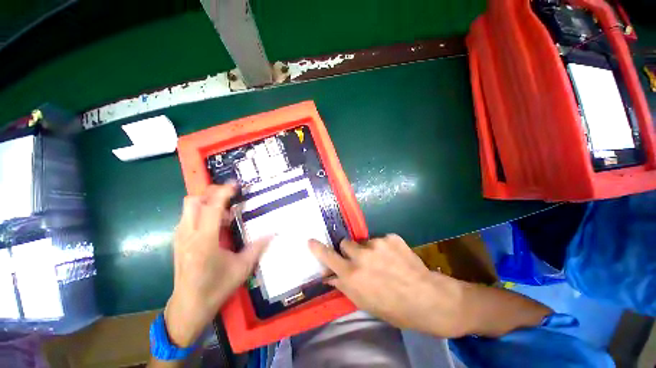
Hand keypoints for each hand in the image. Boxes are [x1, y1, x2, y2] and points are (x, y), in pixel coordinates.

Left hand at [164, 184, 267, 346]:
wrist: (189, 306)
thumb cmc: (216, 288)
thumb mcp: (242, 268)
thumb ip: (258, 246)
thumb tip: (274, 232)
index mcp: (204, 241)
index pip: (212, 208)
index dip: (224, 193)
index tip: (236, 186)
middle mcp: (188, 235)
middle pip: (193, 201)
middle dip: (211, 193)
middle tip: (229, 197)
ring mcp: (179, 238)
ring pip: (188, 208)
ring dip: (206, 203)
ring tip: (225, 215)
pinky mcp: (177, 241)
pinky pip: (187, 217)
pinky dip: (201, 213)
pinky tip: (215, 226)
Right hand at [309, 234, 471, 337]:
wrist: (427, 298)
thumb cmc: (393, 308)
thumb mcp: (365, 302)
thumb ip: (345, 286)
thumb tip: (330, 276)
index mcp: (353, 275)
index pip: (329, 258)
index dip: (318, 249)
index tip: (310, 240)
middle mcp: (361, 256)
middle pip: (345, 243)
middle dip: (350, 250)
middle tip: (361, 259)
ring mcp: (377, 243)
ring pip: (363, 241)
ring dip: (368, 249)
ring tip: (383, 262)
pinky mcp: (391, 237)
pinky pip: (380, 239)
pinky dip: (384, 247)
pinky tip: (395, 258)